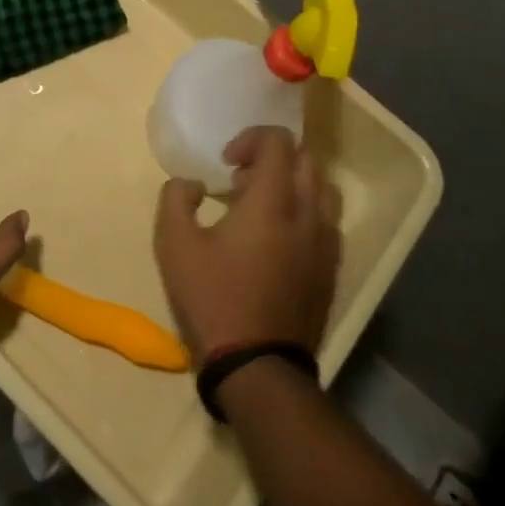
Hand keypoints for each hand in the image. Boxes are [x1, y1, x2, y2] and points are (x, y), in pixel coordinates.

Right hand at [154, 126, 338, 360]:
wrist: (258, 366)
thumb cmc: (213, 298)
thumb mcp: (174, 244)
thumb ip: (176, 197)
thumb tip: (194, 184)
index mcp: (272, 200)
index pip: (279, 141)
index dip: (251, 138)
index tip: (226, 163)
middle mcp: (308, 213)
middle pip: (306, 159)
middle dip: (273, 158)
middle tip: (241, 181)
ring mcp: (325, 243)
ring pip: (322, 190)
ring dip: (292, 184)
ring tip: (261, 209)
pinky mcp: (331, 270)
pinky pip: (326, 222)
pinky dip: (304, 213)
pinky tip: (277, 241)